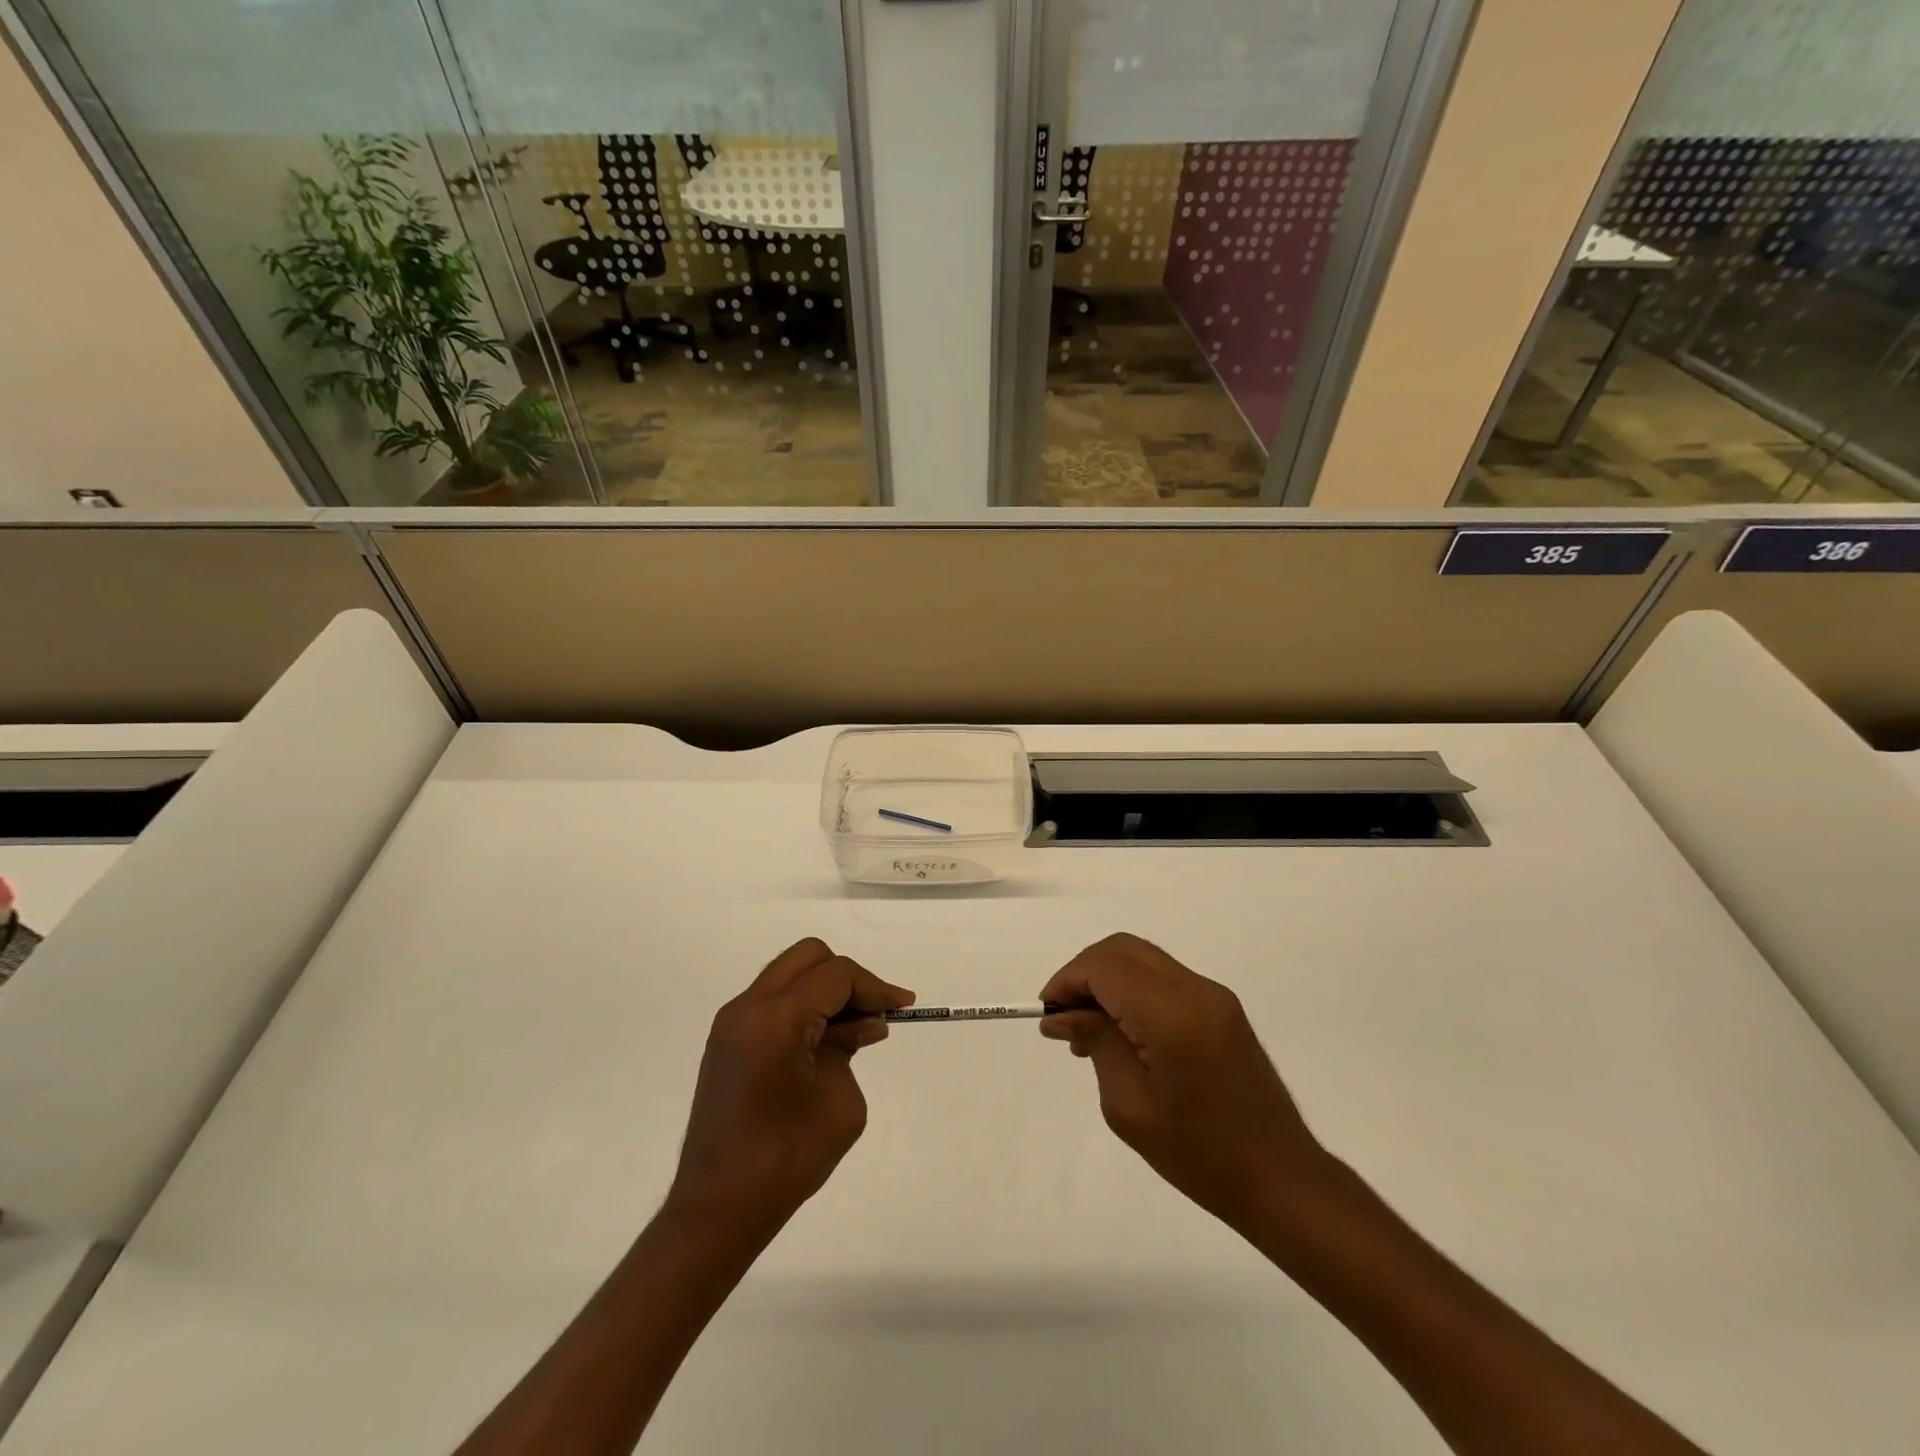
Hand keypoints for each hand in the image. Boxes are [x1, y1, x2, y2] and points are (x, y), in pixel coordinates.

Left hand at [665, 939, 913, 1239]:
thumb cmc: (785, 1160)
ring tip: (855, 1029)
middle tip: (875, 1012)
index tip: (904, 1007)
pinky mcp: (726, 1041)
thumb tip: (864, 1023)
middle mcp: (748, 1007)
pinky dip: (803, 1006)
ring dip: (824, 990)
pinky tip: (825, 1040)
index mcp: (776, 1019)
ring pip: (788, 974)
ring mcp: (731, 1023)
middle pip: (808, 957)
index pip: (836, 976)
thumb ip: (851, 1048)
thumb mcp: (840, 1104)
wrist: (716, 1210)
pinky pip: (772, 1001)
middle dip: (848, 978)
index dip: (875, 986)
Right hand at [1039, 933, 1330, 1231]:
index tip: (1048, 1014)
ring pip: (1143, 959)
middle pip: (1123, 950)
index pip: (1105, 966)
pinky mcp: (1222, 1008)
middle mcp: (1196, 990)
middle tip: (1065, 1019)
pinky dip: (1132, 991)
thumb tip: (1063, 1014)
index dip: (1068, 980)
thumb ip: (1096, 1043)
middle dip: (1085, 973)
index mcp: (1173, 1013)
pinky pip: (1164, 979)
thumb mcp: (1129, 1106)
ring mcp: (1214, 996)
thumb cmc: (1199, 1154)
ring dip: (1108, 980)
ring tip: (1088, 1031)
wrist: (1281, 1179)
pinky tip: (1122, 1033)